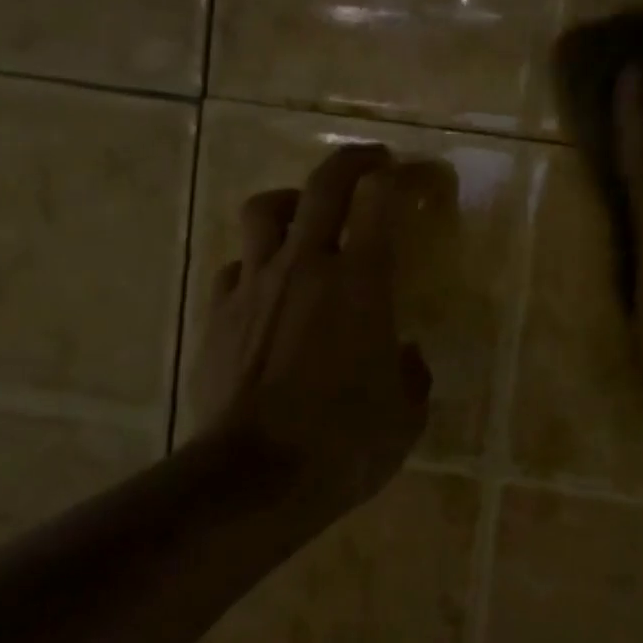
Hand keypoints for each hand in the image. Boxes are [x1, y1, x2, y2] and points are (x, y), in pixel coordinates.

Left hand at [187, 144, 432, 516]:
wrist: (251, 480)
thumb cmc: (343, 445)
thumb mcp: (405, 415)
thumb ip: (411, 374)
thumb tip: (403, 356)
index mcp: (361, 281)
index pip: (382, 198)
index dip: (407, 177)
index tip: (424, 177)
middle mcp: (306, 266)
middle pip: (324, 184)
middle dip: (354, 162)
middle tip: (374, 163)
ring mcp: (256, 284)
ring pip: (266, 209)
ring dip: (294, 201)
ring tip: (308, 216)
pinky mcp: (219, 312)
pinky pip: (237, 265)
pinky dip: (258, 262)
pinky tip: (268, 288)